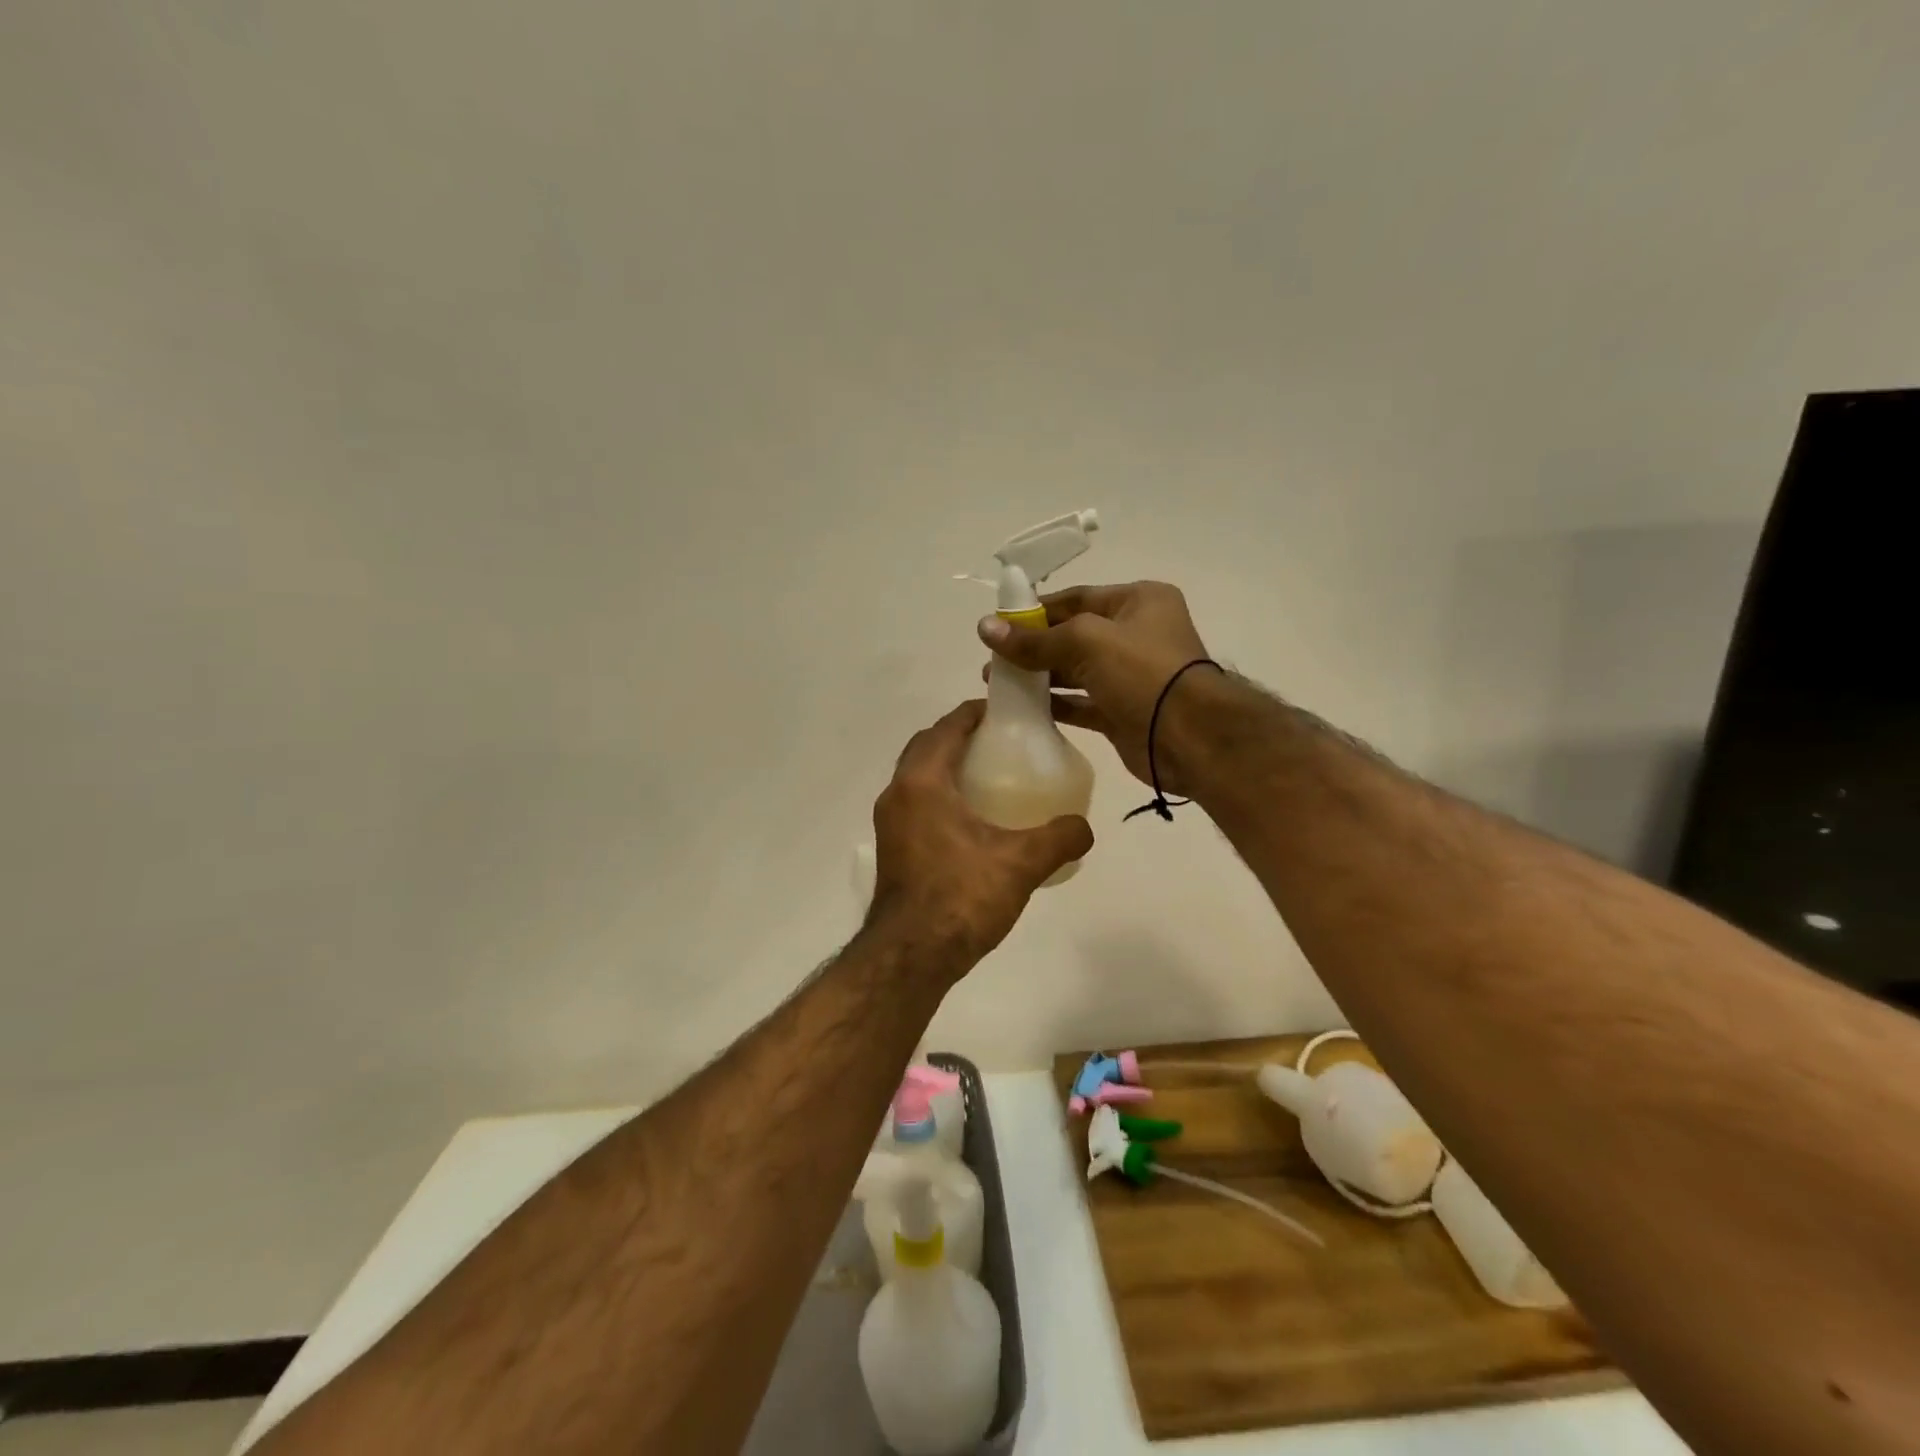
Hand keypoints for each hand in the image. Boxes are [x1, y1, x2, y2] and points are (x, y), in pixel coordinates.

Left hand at [869, 701, 1094, 969]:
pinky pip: (917, 803)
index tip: (1004, 710)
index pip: (947, 728)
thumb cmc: (961, 897)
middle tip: (1000, 741)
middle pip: (927, 747)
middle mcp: (897, 794)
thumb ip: (1060, 838)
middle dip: (959, 736)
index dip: (974, 713)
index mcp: (922, 782)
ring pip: (919, 777)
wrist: (911, 956)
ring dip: (947, 766)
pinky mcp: (893, 848)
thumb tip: (1085, 828)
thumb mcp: (1021, 863)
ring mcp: (890, 823)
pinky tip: (973, 820)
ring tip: (990, 776)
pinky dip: (941, 795)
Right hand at [979, 581, 1213, 795]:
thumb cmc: (1143, 672)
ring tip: (997, 683)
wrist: (1190, 737)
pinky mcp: (1123, 713)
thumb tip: (984, 628)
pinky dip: (1055, 705)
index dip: (1036, 610)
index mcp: (1138, 602)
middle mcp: (1136, 635)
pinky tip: (1023, 708)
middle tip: (992, 660)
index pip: (1077, 599)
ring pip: (1075, 672)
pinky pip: (1082, 704)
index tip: (998, 624)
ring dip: (1039, 677)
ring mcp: (1131, 677)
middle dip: (1033, 646)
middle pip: (1073, 636)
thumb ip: (1035, 639)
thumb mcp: (1086, 642)